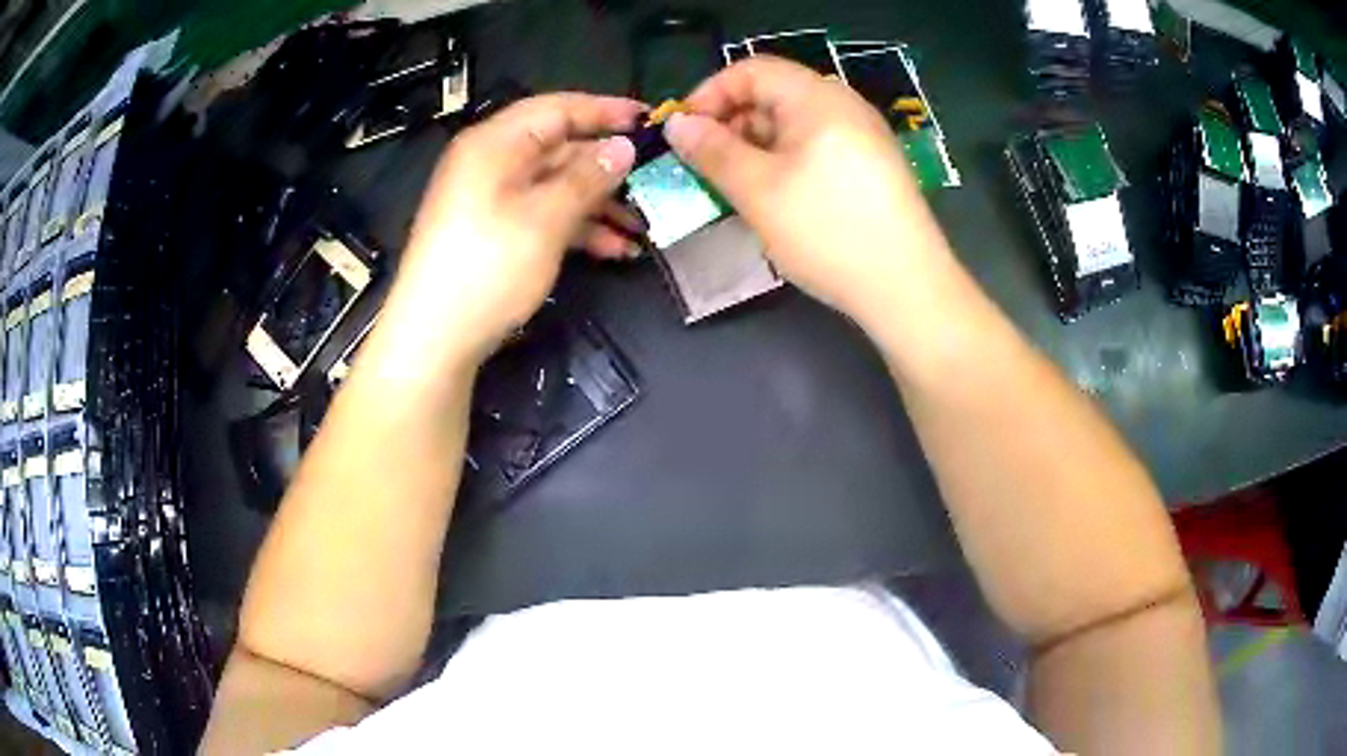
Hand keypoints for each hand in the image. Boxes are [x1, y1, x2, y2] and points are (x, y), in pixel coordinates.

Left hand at [387, 93, 643, 365]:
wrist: (433, 339)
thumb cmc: (487, 268)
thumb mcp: (544, 218)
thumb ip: (588, 178)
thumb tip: (624, 147)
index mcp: (495, 144)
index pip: (557, 109)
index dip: (604, 111)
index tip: (649, 120)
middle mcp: (492, 164)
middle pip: (560, 149)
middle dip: (608, 169)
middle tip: (656, 180)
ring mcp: (492, 200)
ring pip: (556, 187)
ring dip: (599, 205)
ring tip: (643, 227)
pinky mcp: (496, 233)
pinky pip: (543, 215)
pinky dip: (577, 228)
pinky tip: (614, 250)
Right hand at [664, 57, 950, 328]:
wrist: (907, 288)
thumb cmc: (827, 231)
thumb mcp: (757, 190)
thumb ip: (712, 151)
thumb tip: (676, 125)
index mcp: (817, 97)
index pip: (751, 70)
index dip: (709, 94)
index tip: (684, 134)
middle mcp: (844, 106)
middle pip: (773, 94)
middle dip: (731, 124)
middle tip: (705, 166)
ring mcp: (863, 137)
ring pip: (793, 125)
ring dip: (755, 147)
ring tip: (735, 188)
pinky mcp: (872, 167)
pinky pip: (816, 148)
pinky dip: (784, 162)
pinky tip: (775, 199)